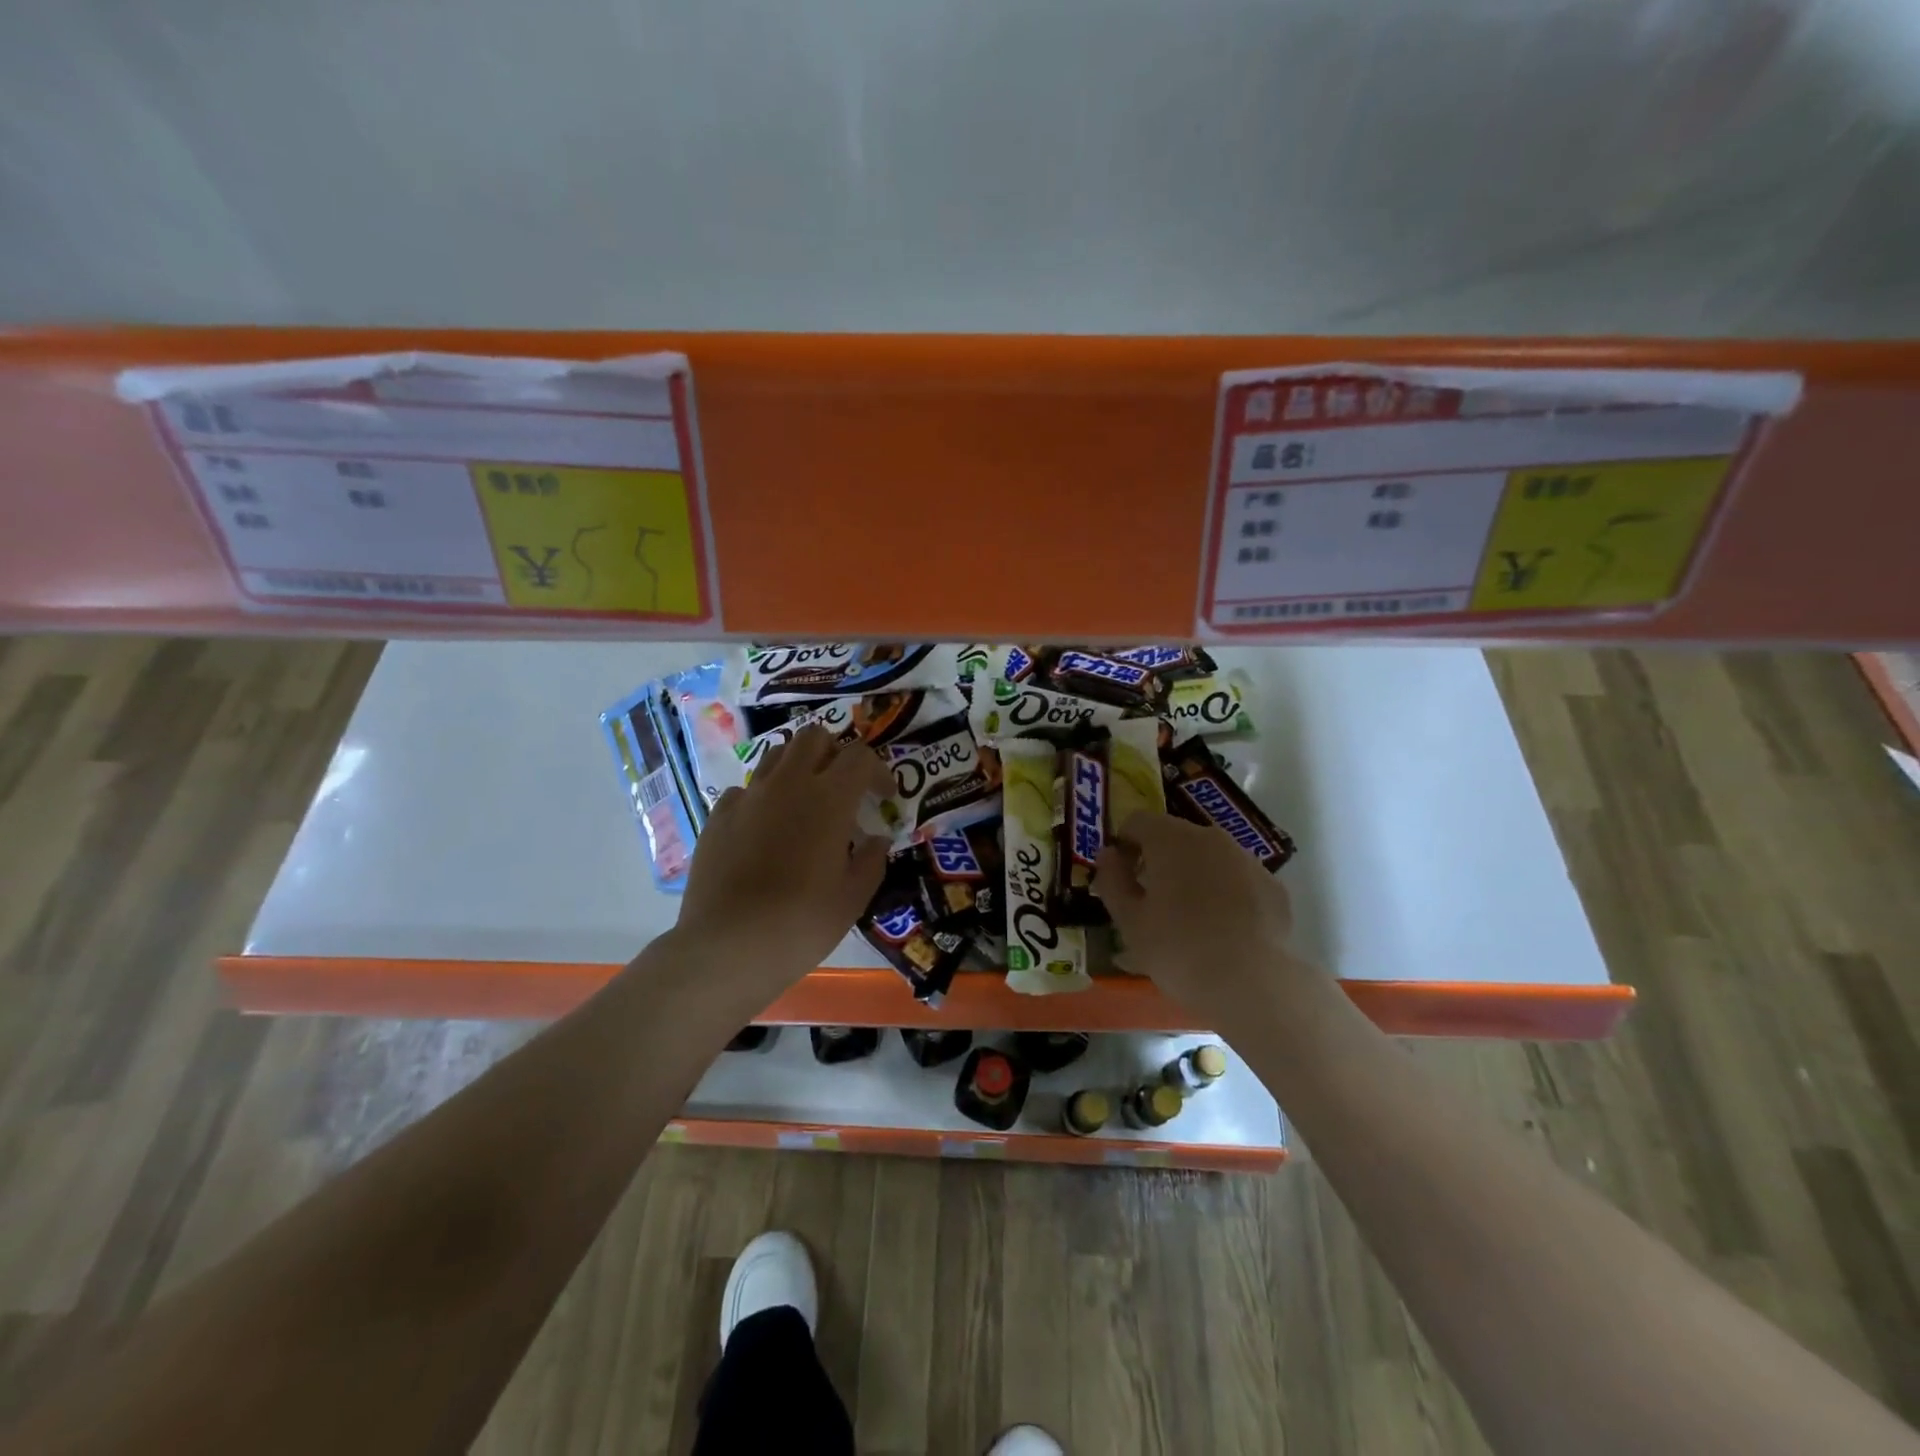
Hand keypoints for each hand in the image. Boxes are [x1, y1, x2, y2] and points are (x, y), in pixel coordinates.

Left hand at [675, 726, 893, 993]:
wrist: (727, 946)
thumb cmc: (801, 923)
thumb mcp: (853, 898)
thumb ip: (871, 860)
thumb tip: (876, 840)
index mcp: (829, 798)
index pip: (860, 757)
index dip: (878, 771)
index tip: (883, 797)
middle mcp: (788, 784)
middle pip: (814, 738)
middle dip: (834, 752)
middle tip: (843, 786)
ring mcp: (748, 797)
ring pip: (777, 755)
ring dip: (798, 767)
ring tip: (804, 801)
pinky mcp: (718, 816)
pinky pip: (746, 789)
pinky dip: (763, 798)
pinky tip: (765, 830)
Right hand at [1094, 810, 1317, 1024]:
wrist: (1253, 984)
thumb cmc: (1178, 949)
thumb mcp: (1129, 921)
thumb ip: (1112, 880)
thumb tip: (1108, 855)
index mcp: (1171, 839)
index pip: (1137, 821)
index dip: (1124, 844)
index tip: (1120, 877)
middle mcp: (1211, 837)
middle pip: (1175, 836)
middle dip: (1159, 859)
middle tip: (1150, 900)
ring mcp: (1247, 859)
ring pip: (1209, 856)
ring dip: (1193, 874)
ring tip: (1188, 917)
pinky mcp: (1272, 886)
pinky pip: (1237, 879)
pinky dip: (1225, 892)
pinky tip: (1222, 928)